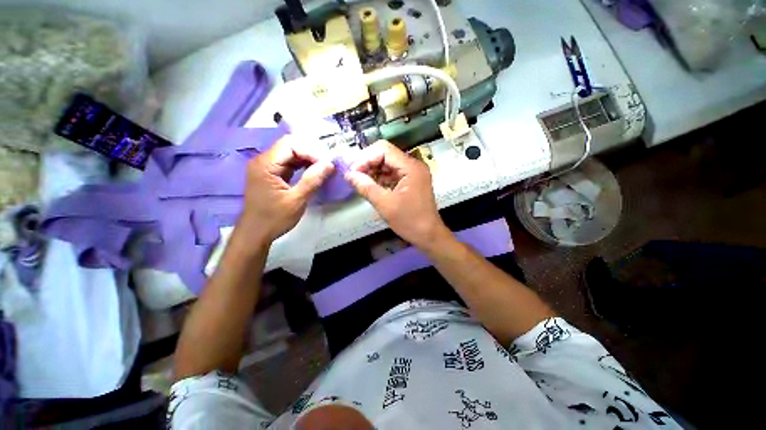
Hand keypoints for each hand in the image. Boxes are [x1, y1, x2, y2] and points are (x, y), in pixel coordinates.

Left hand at [237, 136, 333, 244]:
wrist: (256, 233)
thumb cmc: (274, 218)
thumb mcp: (296, 200)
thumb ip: (312, 180)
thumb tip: (329, 164)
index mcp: (265, 164)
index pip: (290, 144)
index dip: (311, 150)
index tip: (327, 163)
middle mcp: (263, 160)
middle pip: (290, 145)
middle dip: (311, 152)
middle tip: (327, 164)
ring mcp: (267, 166)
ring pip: (291, 153)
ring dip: (309, 158)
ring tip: (324, 167)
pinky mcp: (272, 173)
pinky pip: (289, 162)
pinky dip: (303, 164)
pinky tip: (314, 170)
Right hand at [345, 140, 447, 247]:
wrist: (428, 235)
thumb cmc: (409, 221)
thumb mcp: (385, 204)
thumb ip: (366, 187)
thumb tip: (348, 175)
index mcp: (411, 167)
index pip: (384, 150)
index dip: (366, 158)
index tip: (353, 172)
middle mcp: (413, 165)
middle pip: (385, 155)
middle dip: (368, 163)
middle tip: (354, 176)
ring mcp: (412, 173)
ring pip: (387, 164)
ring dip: (373, 171)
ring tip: (360, 182)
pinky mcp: (410, 181)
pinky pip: (392, 174)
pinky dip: (380, 178)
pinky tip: (370, 186)